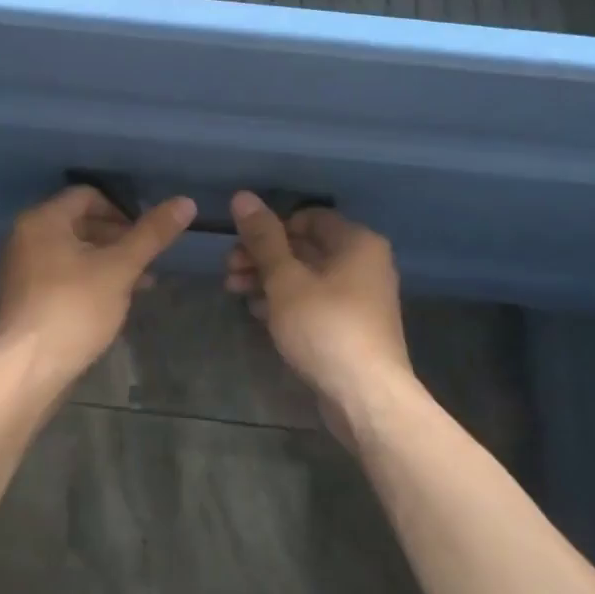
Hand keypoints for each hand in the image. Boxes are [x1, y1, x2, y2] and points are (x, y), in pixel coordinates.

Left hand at [0, 185, 195, 387]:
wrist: (29, 370)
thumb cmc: (75, 308)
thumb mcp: (120, 268)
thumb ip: (151, 234)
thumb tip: (185, 202)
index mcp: (43, 220)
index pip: (87, 195)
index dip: (121, 209)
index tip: (146, 233)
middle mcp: (25, 237)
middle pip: (79, 223)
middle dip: (118, 238)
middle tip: (147, 259)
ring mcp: (21, 269)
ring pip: (73, 252)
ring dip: (107, 261)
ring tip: (140, 283)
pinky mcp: (24, 298)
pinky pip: (61, 275)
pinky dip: (88, 279)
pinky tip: (113, 301)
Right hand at [225, 193, 414, 437]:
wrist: (366, 397)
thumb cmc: (325, 327)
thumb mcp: (285, 279)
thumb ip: (263, 238)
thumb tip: (242, 196)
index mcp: (356, 242)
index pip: (308, 217)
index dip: (271, 227)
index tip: (241, 244)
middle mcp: (364, 263)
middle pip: (304, 246)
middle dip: (262, 256)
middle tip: (229, 270)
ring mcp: (360, 297)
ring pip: (306, 276)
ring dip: (268, 279)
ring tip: (234, 291)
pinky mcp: (351, 327)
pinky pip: (314, 302)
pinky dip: (286, 302)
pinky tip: (257, 313)